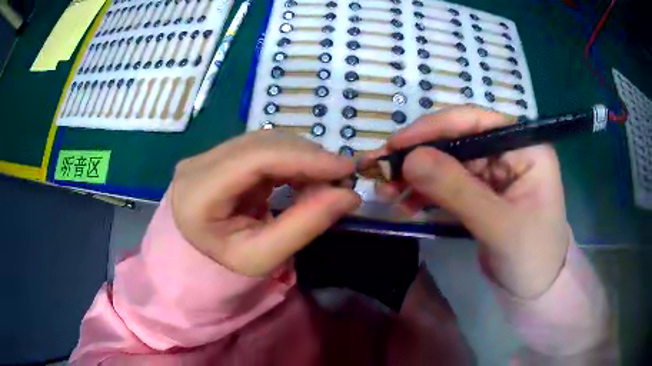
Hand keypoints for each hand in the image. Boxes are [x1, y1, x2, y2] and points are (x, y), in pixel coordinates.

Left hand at [170, 131, 360, 276]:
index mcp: (196, 194)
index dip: (302, 158)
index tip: (345, 168)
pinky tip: (306, 174)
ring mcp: (207, 154)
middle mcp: (197, 164)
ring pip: (264, 140)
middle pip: (261, 145)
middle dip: (308, 157)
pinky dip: (291, 158)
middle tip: (342, 176)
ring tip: (327, 178)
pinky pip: (263, 145)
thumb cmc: (228, 258)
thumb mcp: (263, 256)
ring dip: (302, 156)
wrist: (204, 248)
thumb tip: (349, 195)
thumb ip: (303, 226)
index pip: (253, 160)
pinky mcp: (221, 151)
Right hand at [376, 106, 569, 297]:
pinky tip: (405, 203)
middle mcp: (508, 152)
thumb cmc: (531, 258)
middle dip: (418, 155)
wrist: (535, 291)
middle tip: (381, 171)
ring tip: (386, 191)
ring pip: (447, 162)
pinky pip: (447, 184)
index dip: (434, 128)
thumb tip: (409, 158)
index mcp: (525, 147)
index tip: (396, 145)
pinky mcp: (480, 193)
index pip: (476, 122)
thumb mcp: (499, 226)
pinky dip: (424, 192)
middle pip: (457, 140)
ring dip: (416, 175)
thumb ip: (457, 190)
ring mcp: (493, 173)